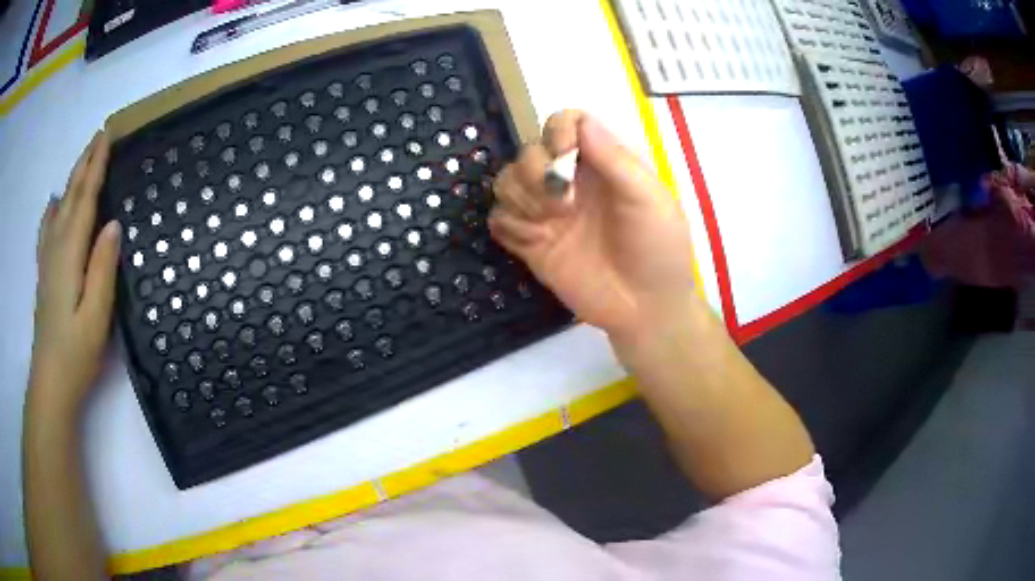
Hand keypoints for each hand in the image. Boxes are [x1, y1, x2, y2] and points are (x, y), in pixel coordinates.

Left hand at [29, 131, 119, 419]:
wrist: (50, 382)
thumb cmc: (75, 352)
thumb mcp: (96, 316)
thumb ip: (103, 269)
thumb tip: (114, 224)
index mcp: (70, 254)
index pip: (84, 199)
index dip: (96, 167)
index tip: (107, 136)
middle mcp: (56, 248)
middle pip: (70, 197)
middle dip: (84, 164)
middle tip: (99, 136)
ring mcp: (47, 260)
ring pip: (59, 208)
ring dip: (71, 181)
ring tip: (82, 162)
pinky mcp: (44, 273)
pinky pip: (47, 230)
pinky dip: (52, 210)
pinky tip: (54, 204)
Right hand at [489, 111, 696, 343]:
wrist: (646, 309)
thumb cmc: (658, 249)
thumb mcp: (649, 200)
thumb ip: (617, 160)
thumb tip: (583, 122)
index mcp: (600, 164)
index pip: (564, 124)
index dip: (557, 131)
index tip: (564, 155)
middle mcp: (570, 182)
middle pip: (529, 151)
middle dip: (536, 171)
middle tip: (563, 204)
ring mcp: (547, 213)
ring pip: (506, 181)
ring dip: (519, 195)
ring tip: (547, 223)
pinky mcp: (531, 244)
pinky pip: (499, 220)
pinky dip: (507, 223)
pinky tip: (532, 240)